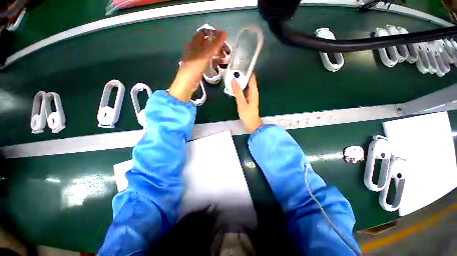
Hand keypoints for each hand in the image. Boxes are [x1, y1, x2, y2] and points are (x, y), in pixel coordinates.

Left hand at [169, 30, 226, 101]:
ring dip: (218, 54)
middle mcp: (196, 49)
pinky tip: (222, 63)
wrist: (188, 82)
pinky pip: (209, 61)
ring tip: (226, 57)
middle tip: (227, 50)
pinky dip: (216, 61)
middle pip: (209, 43)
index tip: (224, 38)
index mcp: (195, 43)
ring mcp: (199, 58)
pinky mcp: (201, 66)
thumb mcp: (205, 54)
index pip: (205, 33)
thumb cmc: (195, 67)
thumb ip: (215, 44)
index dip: (214, 34)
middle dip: (218, 45)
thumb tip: (225, 33)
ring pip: (210, 53)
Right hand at [231, 74, 261, 133]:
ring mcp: (250, 96)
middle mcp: (253, 92)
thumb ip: (238, 91)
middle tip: (232, 72)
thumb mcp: (241, 102)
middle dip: (241, 77)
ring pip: (245, 86)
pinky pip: (243, 92)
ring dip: (239, 83)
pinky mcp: (248, 100)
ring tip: (231, 79)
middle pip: (248, 81)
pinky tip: (233, 89)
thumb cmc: (247, 114)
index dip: (247, 71)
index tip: (239, 67)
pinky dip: (239, 89)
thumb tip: (233, 80)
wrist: (251, 124)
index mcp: (254, 91)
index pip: (252, 78)